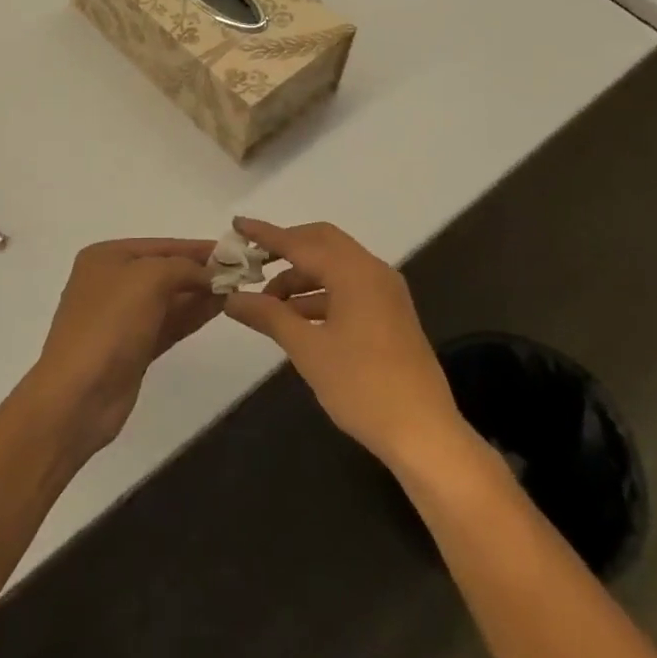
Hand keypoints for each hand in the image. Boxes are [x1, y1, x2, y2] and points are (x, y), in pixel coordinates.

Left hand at [22, 238, 219, 460]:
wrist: (78, 396)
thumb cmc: (110, 324)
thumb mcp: (149, 279)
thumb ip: (183, 267)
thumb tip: (210, 273)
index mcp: (106, 257)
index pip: (161, 245)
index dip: (197, 247)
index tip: (234, 250)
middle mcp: (112, 282)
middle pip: (165, 270)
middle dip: (200, 271)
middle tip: (241, 272)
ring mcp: (121, 318)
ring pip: (169, 299)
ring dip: (201, 293)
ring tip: (238, 289)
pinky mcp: (133, 348)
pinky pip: (168, 323)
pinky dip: (192, 315)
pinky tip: (219, 309)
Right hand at [221, 218, 466, 469]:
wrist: (424, 434)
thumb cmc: (363, 386)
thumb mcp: (308, 350)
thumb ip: (269, 316)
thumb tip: (232, 297)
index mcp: (354, 272)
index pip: (301, 242)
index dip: (266, 234)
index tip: (238, 224)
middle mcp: (372, 271)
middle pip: (322, 243)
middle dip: (286, 249)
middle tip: (253, 262)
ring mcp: (385, 292)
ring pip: (335, 267)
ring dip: (302, 276)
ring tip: (269, 303)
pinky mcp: (390, 314)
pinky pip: (348, 287)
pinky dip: (320, 294)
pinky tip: (297, 318)